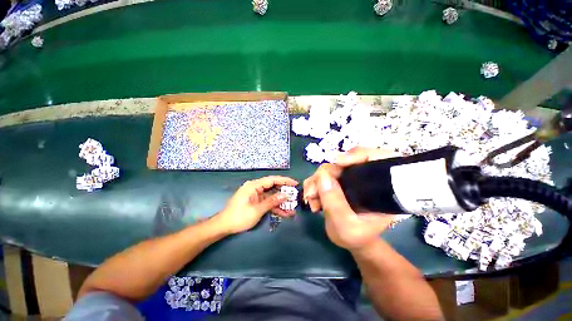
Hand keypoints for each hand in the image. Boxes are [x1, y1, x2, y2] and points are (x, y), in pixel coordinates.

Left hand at [216, 176, 297, 233]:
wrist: (224, 226)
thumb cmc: (239, 216)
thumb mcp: (257, 210)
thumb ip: (272, 201)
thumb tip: (286, 195)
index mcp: (254, 186)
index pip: (272, 180)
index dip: (285, 181)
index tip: (295, 183)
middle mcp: (256, 188)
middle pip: (273, 187)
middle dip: (284, 193)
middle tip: (295, 197)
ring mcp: (256, 196)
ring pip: (272, 196)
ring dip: (281, 202)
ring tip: (293, 208)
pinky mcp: (256, 202)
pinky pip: (268, 203)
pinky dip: (275, 207)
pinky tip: (285, 213)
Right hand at [303, 147, 396, 250]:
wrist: (351, 240)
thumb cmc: (357, 237)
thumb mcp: (345, 227)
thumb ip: (334, 203)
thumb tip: (322, 176)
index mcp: (380, 188)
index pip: (379, 157)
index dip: (360, 154)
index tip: (339, 162)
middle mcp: (365, 177)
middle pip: (344, 162)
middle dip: (324, 175)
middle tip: (313, 194)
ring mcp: (349, 178)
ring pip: (329, 168)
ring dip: (315, 182)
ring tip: (312, 201)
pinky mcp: (337, 180)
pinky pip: (321, 175)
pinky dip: (313, 184)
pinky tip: (312, 199)